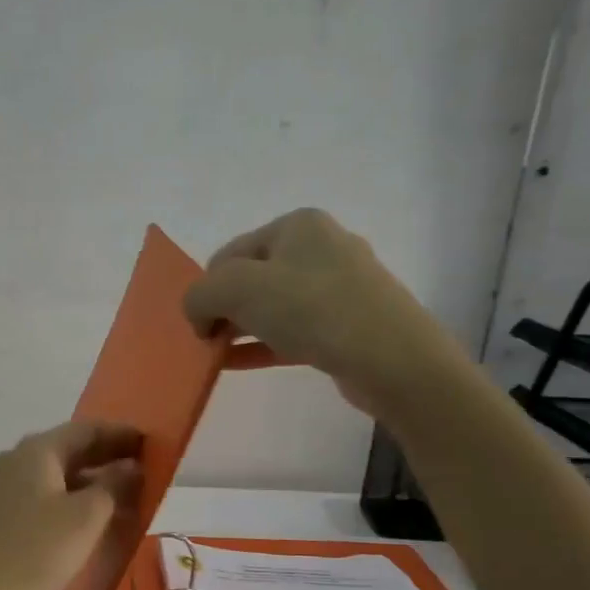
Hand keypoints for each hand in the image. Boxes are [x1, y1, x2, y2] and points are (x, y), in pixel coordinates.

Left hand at [0, 420, 143, 589]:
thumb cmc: (37, 550)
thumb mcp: (86, 517)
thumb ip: (114, 485)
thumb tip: (130, 467)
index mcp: (36, 450)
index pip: (86, 429)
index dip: (120, 434)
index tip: (150, 442)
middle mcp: (16, 459)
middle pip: (69, 448)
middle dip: (107, 455)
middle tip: (143, 466)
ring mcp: (3, 485)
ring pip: (56, 472)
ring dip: (90, 478)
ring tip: (124, 492)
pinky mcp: (0, 512)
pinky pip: (44, 492)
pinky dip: (71, 495)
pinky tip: (90, 514)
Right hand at [183, 208, 469, 420]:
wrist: (391, 358)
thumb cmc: (312, 309)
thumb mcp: (237, 289)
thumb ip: (201, 294)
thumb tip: (198, 315)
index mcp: (297, 225)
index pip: (230, 253)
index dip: (206, 288)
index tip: (198, 326)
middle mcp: (321, 247)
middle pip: (252, 278)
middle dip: (224, 309)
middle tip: (208, 341)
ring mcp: (339, 287)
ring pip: (273, 306)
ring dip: (241, 329)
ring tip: (219, 356)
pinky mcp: (348, 324)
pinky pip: (292, 331)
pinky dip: (263, 345)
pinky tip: (239, 364)